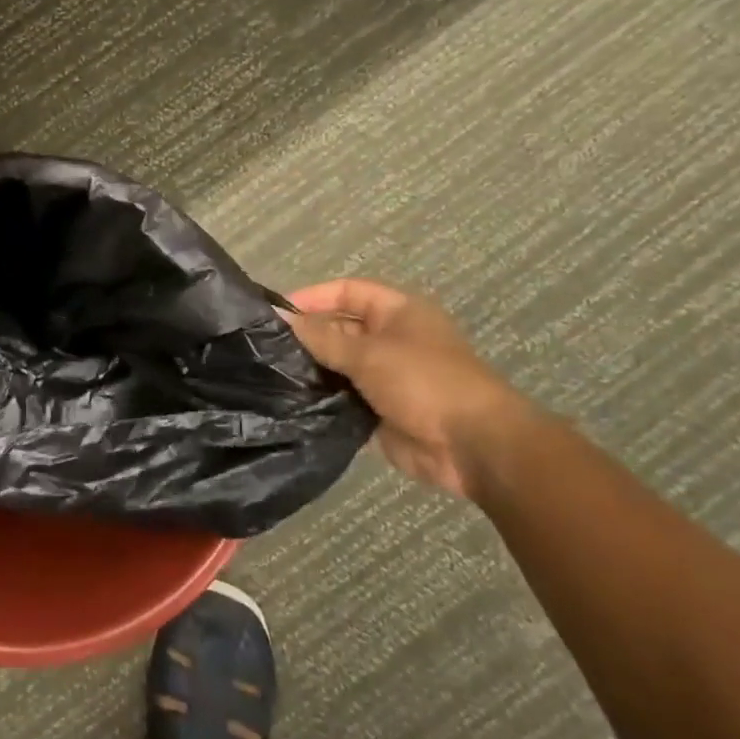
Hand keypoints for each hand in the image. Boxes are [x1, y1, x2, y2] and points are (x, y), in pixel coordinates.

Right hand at [286, 278, 535, 497]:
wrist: (472, 446)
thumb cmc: (424, 382)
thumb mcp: (368, 353)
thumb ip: (321, 337)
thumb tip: (281, 318)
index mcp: (398, 313)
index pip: (348, 292)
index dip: (313, 297)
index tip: (277, 313)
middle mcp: (391, 340)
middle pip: (339, 328)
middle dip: (308, 336)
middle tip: (266, 347)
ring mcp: (385, 377)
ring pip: (338, 365)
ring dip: (312, 369)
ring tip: (270, 373)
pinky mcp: (378, 410)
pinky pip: (341, 397)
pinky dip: (320, 398)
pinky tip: (289, 400)